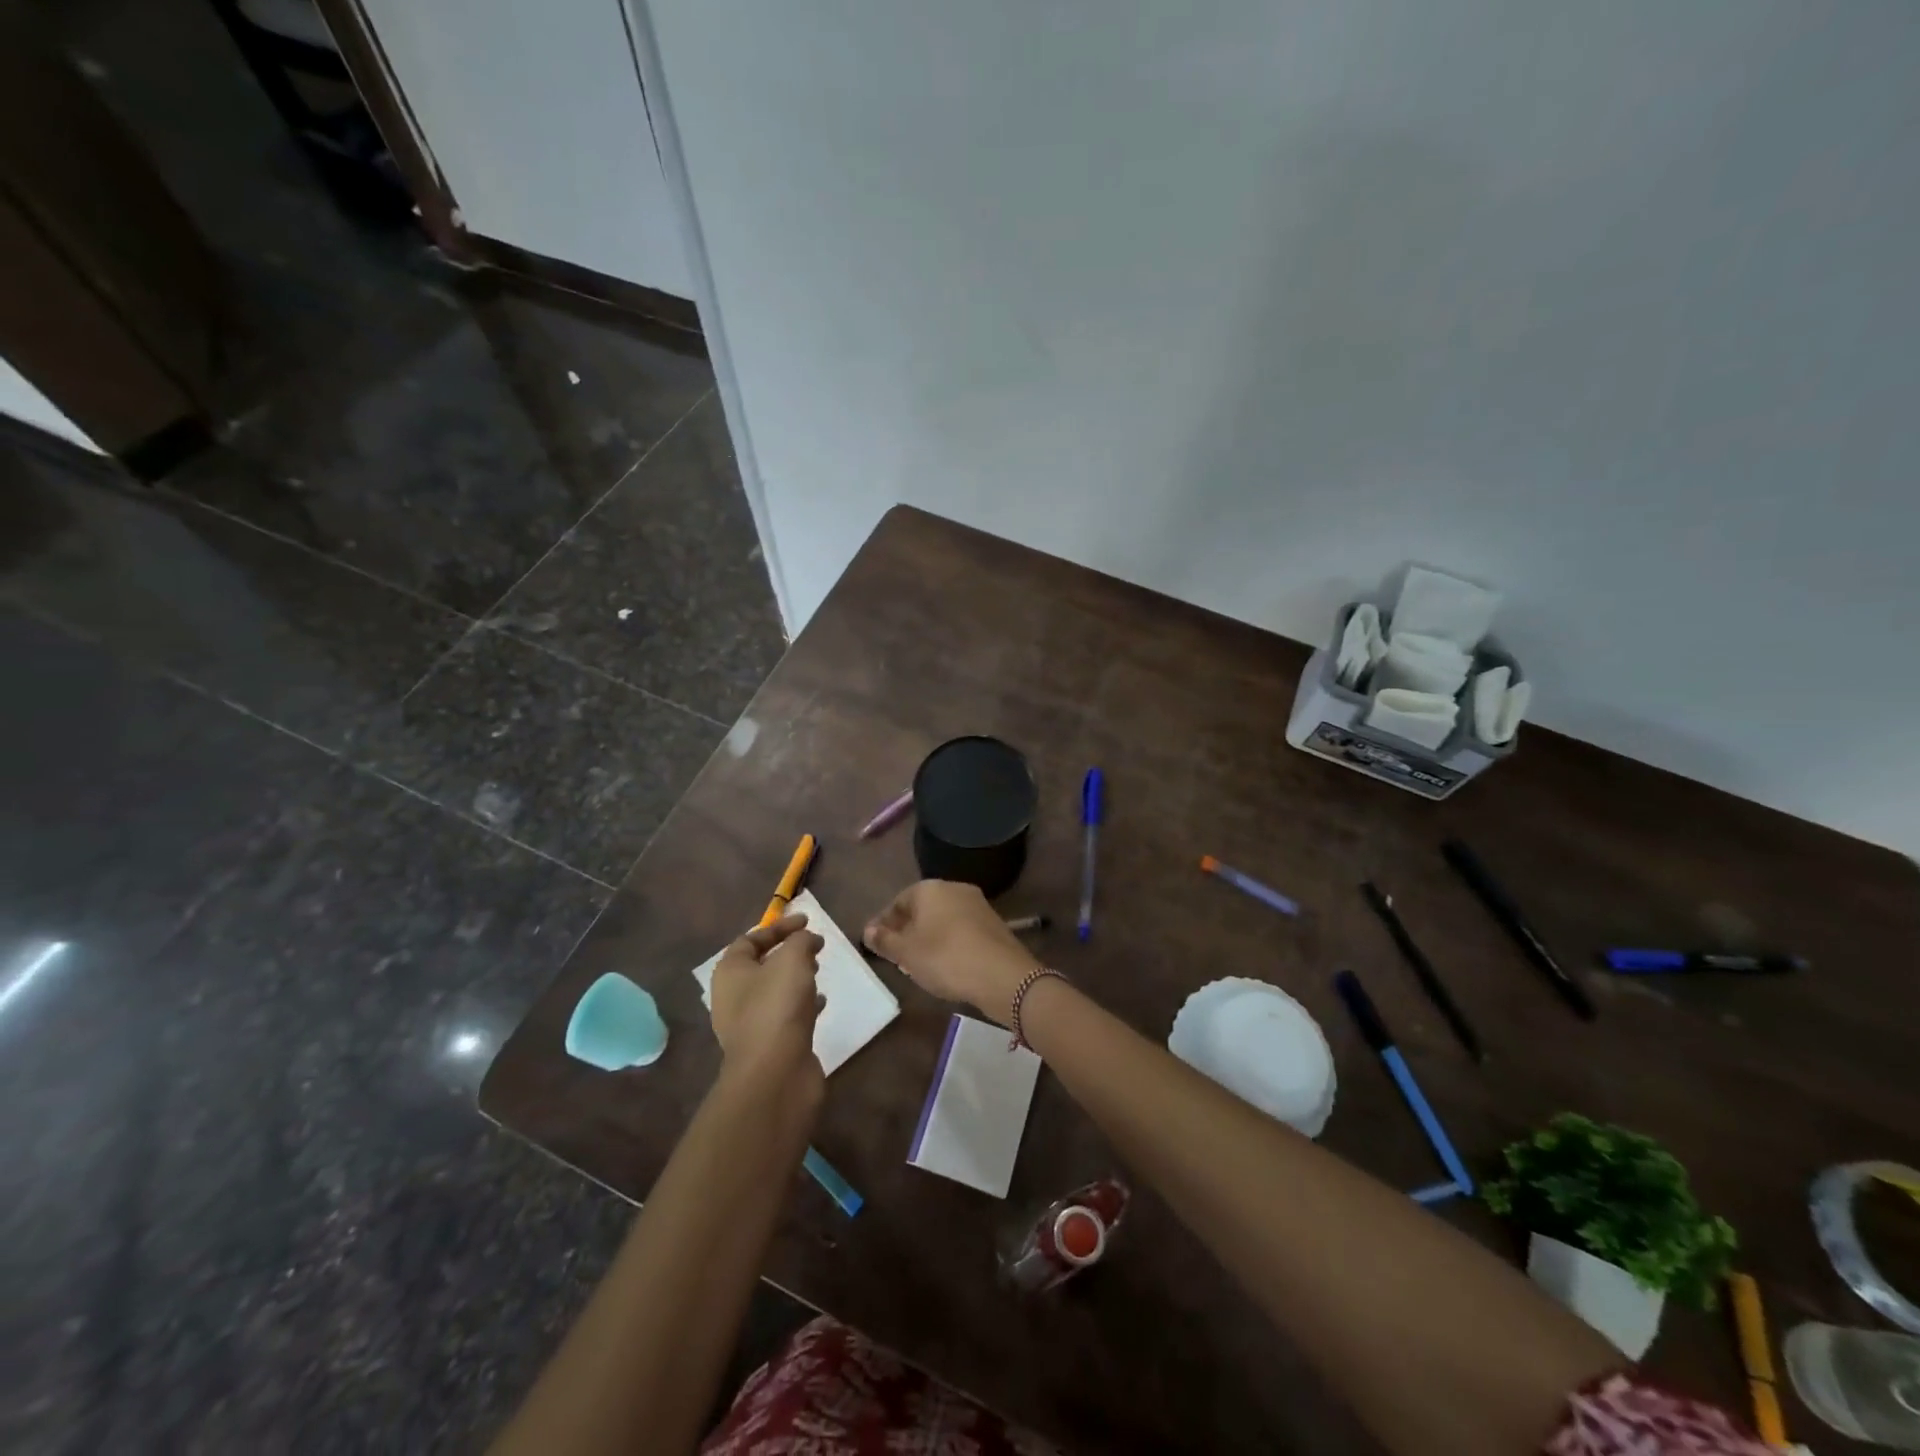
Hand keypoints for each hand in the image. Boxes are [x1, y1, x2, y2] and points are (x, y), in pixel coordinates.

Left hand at [709, 913, 825, 1086]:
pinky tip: (822, 1003)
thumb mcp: (793, 959)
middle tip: (814, 947)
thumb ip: (801, 941)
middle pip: (760, 966)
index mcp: (730, 972)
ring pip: (774, 992)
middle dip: (787, 953)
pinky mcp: (768, 1046)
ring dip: (795, 979)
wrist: (775, 1073)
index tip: (807, 922)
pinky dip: (803, 1005)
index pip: (750, 939)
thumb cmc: (777, 1006)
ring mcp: (749, 1025)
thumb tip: (808, 940)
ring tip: (819, 971)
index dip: (778, 927)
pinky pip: (785, 1016)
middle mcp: (733, 997)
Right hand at [863, 881, 1033, 1025]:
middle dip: (907, 930)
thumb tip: (868, 930)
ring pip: (942, 918)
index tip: (876, 944)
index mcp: (929, 889)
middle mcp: (954, 888)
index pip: (898, 901)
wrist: (1002, 975)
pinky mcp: (992, 923)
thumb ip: (885, 940)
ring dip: (928, 937)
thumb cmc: (945, 959)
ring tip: (918, 963)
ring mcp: (977, 904)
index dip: (884, 923)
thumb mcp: (907, 954)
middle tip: (895, 955)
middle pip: (922, 908)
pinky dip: (949, 942)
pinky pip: (961, 929)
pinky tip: (945, 964)